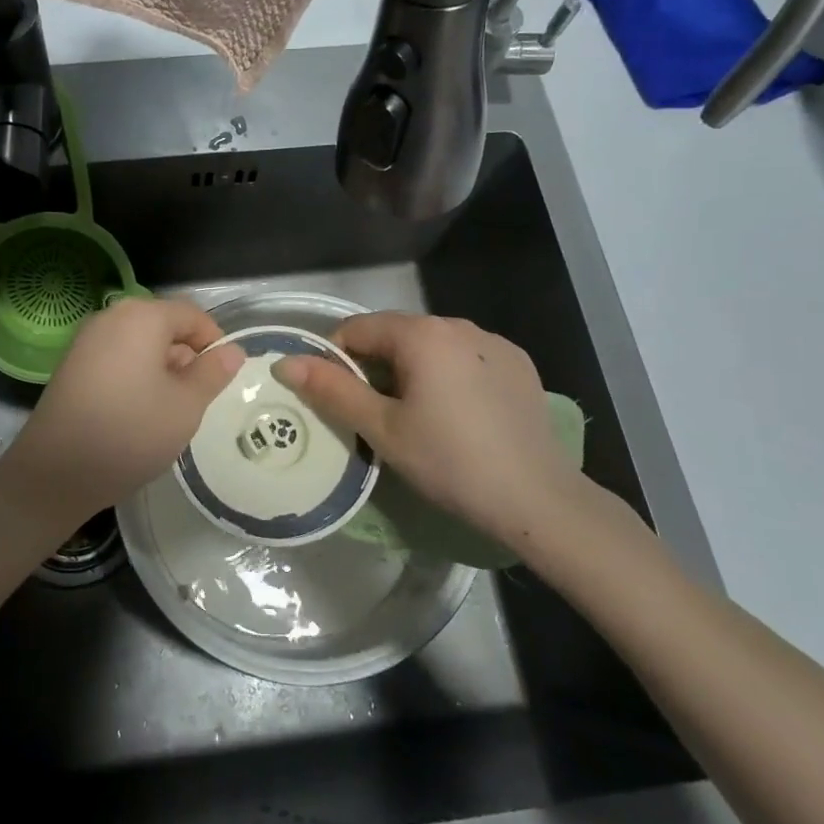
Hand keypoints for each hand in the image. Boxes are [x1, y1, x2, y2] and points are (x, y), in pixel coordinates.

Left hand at [3, 297, 244, 526]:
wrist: (56, 472)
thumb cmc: (132, 431)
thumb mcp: (187, 405)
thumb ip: (213, 372)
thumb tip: (232, 350)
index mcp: (142, 316)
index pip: (192, 315)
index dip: (214, 341)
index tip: (223, 376)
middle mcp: (111, 317)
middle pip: (163, 325)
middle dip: (186, 356)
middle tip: (197, 398)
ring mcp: (86, 340)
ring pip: (139, 343)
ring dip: (161, 367)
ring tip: (168, 409)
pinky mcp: (71, 364)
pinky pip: (116, 357)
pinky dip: (135, 374)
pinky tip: (137, 411)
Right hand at [274, 313, 581, 546]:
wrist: (538, 499)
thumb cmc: (449, 462)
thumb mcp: (382, 428)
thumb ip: (332, 390)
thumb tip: (285, 362)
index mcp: (421, 334)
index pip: (357, 328)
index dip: (335, 359)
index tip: (336, 398)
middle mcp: (458, 324)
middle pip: (396, 334)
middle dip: (376, 366)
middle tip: (374, 415)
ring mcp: (494, 342)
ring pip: (432, 346)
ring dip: (413, 370)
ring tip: (416, 417)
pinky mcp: (519, 364)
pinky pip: (466, 358)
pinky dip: (450, 375)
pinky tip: (459, 415)